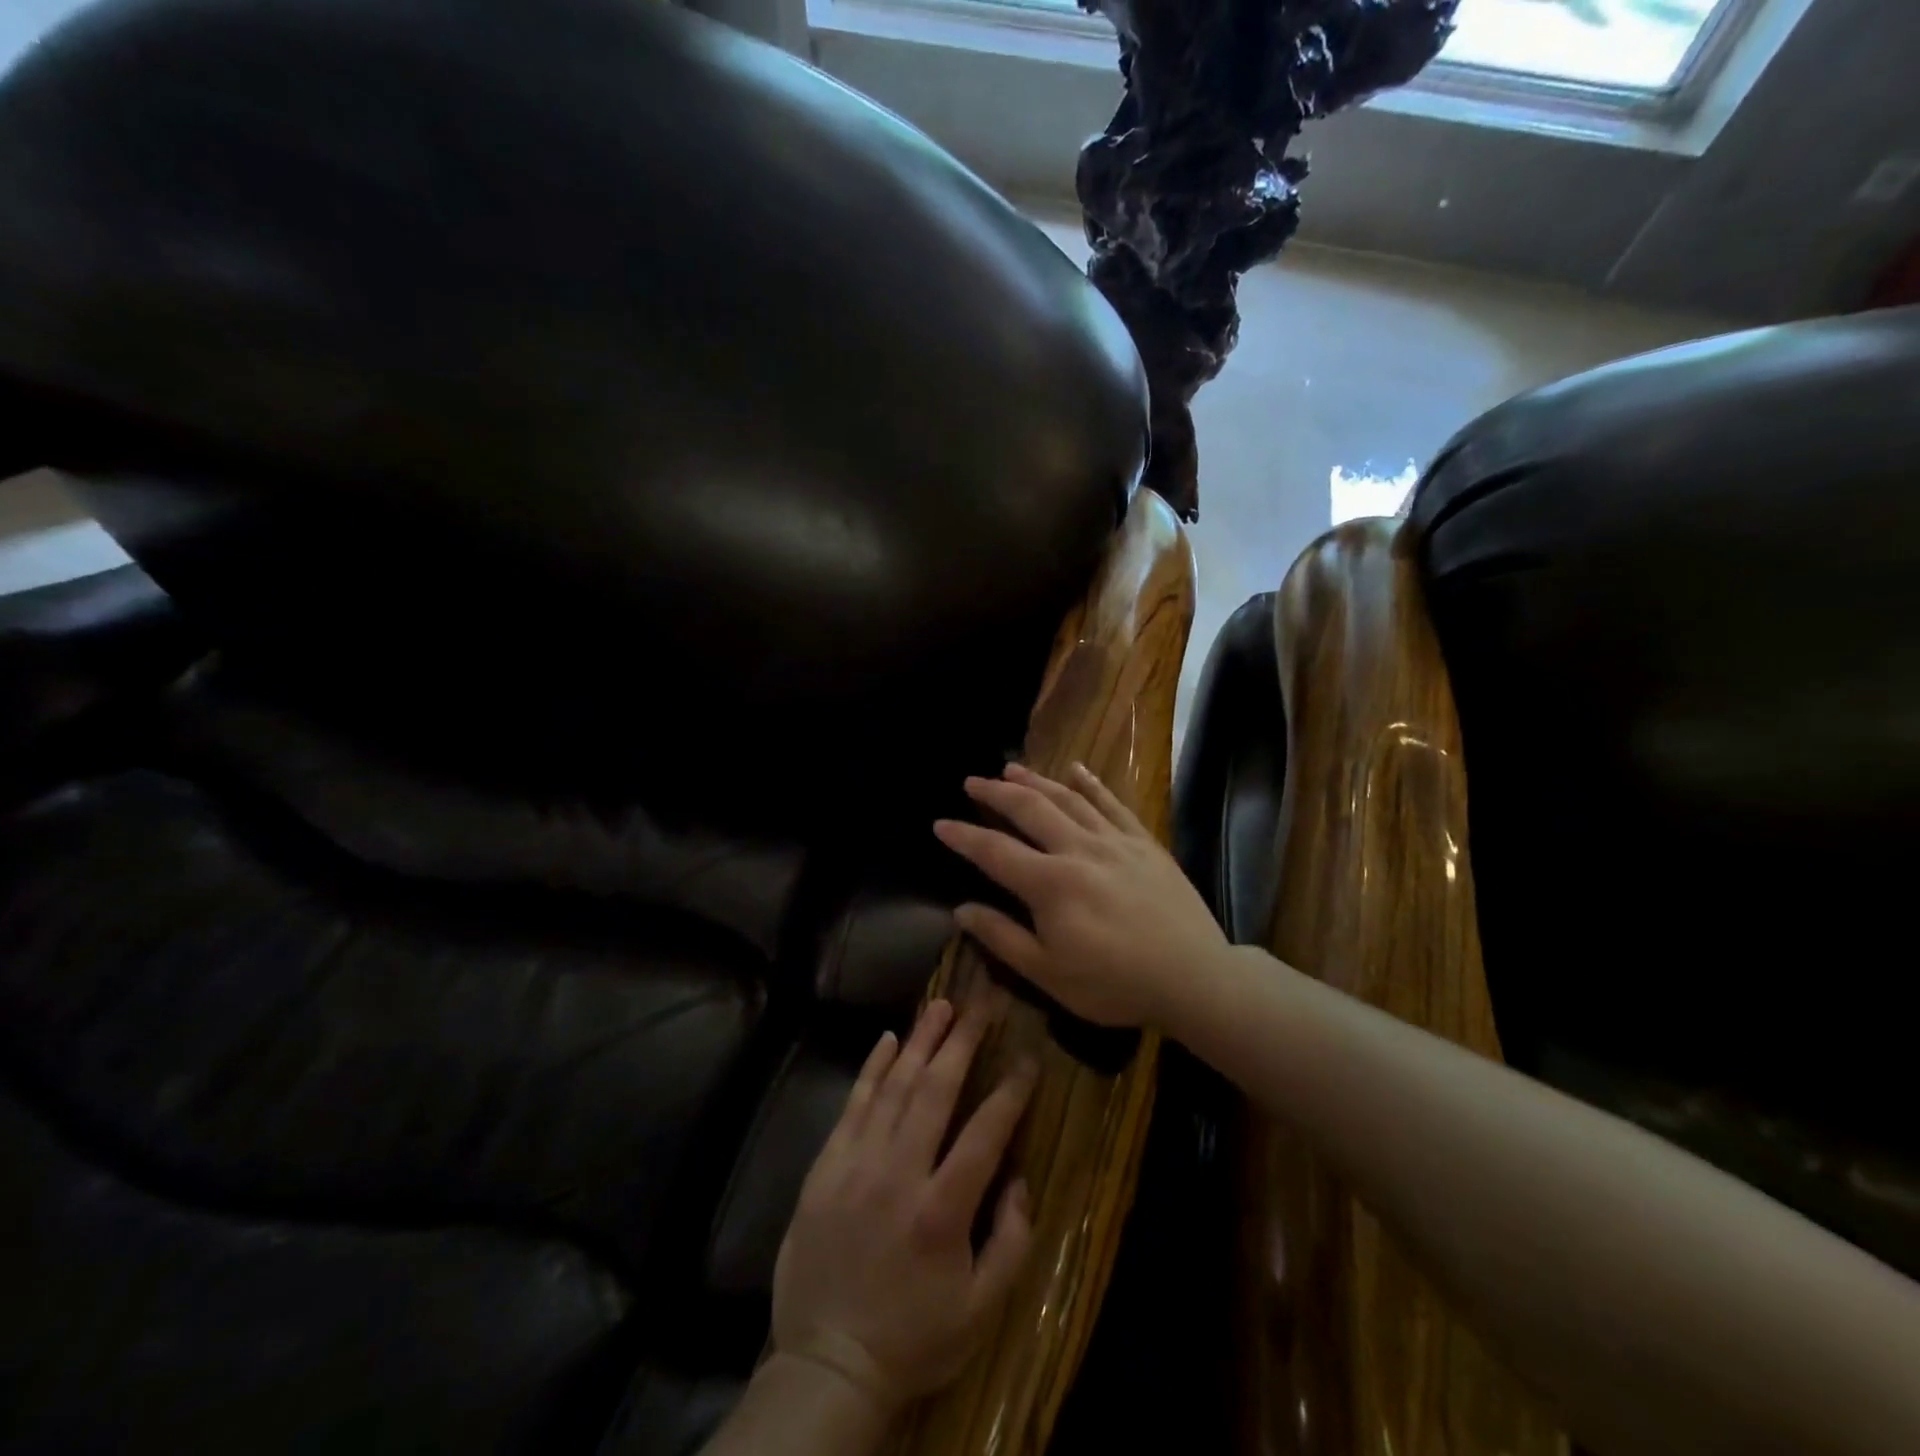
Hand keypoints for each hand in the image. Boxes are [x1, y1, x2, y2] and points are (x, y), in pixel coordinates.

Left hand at [771, 997, 1034, 1415]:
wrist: (827, 1363)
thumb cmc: (913, 1337)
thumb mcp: (981, 1310)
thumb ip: (1011, 1241)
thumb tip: (1021, 1178)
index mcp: (941, 1210)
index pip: (985, 1132)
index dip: (1011, 1091)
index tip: (1028, 1058)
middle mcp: (898, 1173)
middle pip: (935, 1090)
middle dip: (963, 1039)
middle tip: (983, 1001)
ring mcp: (856, 1165)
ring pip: (893, 1086)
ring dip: (921, 1040)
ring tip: (942, 1004)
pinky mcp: (825, 1167)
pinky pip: (852, 1105)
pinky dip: (872, 1068)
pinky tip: (889, 1039)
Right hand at [932, 762, 1228, 1027]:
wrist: (1194, 977)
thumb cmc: (1115, 983)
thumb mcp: (1049, 974)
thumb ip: (1002, 938)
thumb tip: (961, 910)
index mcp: (1050, 884)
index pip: (994, 851)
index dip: (963, 837)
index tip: (940, 823)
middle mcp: (1078, 850)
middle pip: (1029, 810)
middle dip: (995, 794)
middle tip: (972, 781)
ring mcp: (1114, 841)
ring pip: (1067, 799)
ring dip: (1035, 781)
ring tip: (1010, 769)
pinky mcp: (1143, 842)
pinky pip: (1113, 804)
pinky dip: (1092, 784)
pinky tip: (1076, 771)